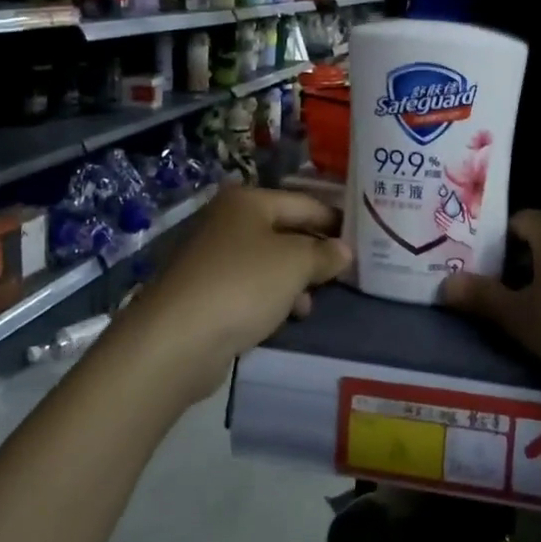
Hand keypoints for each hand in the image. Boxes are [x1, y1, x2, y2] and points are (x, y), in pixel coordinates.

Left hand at [112, 187, 352, 401]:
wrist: (177, 340)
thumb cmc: (242, 286)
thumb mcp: (295, 264)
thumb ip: (324, 254)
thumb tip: (344, 251)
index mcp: (247, 201)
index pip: (304, 203)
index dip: (334, 221)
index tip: (363, 238)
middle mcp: (228, 221)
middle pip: (285, 231)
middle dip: (314, 253)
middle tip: (345, 273)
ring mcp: (213, 257)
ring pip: (269, 262)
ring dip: (295, 280)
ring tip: (312, 303)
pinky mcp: (206, 292)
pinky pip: (251, 287)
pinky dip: (271, 297)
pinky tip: (286, 316)